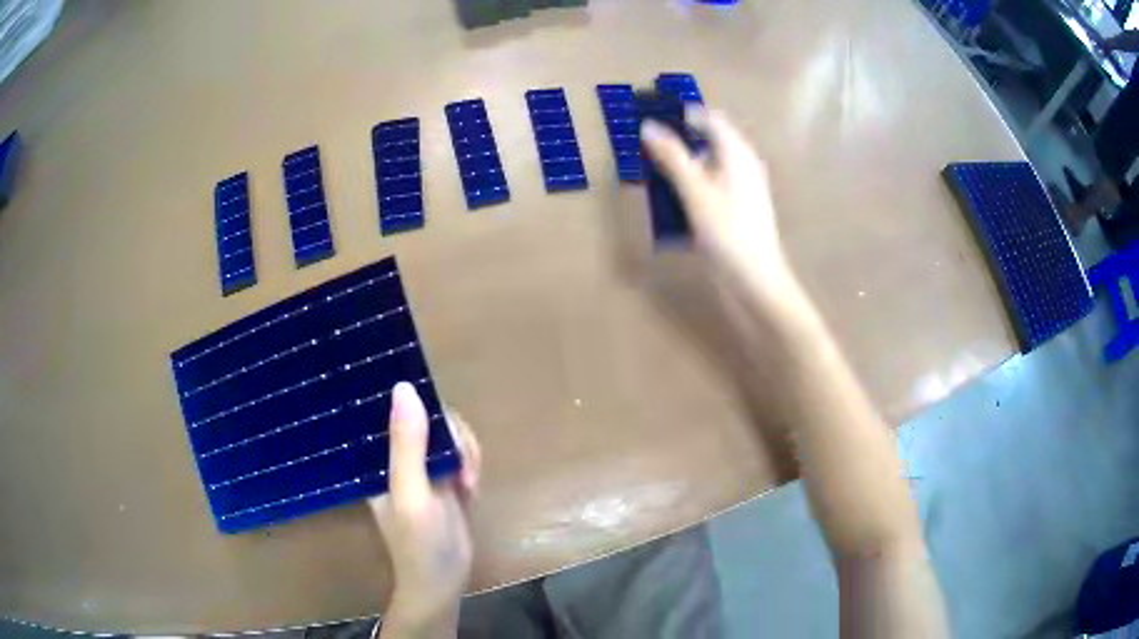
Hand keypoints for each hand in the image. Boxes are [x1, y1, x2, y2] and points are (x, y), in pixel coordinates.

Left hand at [369, 382, 481, 638]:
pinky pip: (462, 455)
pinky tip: (471, 491)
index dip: (425, 406)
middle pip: (432, 419)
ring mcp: (423, 468)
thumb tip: (404, 387)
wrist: (443, 581)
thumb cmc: (420, 542)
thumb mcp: (411, 492)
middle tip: (466, 471)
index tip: (447, 427)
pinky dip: (472, 468)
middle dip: (456, 440)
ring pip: (451, 436)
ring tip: (470, 485)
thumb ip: (408, 445)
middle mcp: (399, 456)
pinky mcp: (444, 480)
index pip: (399, 409)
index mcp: (380, 455)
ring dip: (468, 455)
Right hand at [641, 108, 800, 306]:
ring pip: (708, 167)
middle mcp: (743, 166)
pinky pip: (711, 188)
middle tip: (648, 151)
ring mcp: (742, 189)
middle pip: (708, 142)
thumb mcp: (695, 191)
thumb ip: (672, 157)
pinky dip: (692, 188)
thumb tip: (649, 126)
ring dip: (683, 168)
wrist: (756, 280)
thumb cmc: (728, 232)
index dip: (683, 115)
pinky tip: (675, 204)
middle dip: (679, 144)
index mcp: (738, 154)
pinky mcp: (738, 210)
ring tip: (655, 177)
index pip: (710, 119)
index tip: (654, 119)